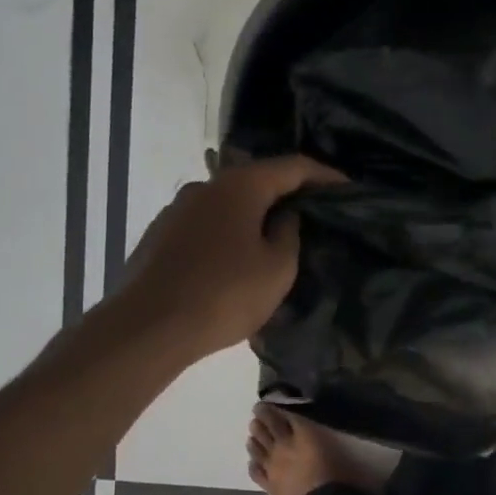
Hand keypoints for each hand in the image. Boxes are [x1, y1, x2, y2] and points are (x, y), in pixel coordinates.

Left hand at [116, 156, 344, 362]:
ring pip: (228, 205)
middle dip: (287, 196)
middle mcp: (205, 186)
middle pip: (257, 181)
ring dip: (254, 217)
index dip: (325, 175)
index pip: (293, 166)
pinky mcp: (159, 235)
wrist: (147, 328)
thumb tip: (284, 216)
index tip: (348, 189)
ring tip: (275, 242)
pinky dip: (229, 234)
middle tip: (314, 217)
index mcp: (240, 186)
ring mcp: (177, 209)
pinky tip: (235, 262)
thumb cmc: (224, 295)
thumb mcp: (277, 269)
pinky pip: (206, 226)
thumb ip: (289, 234)